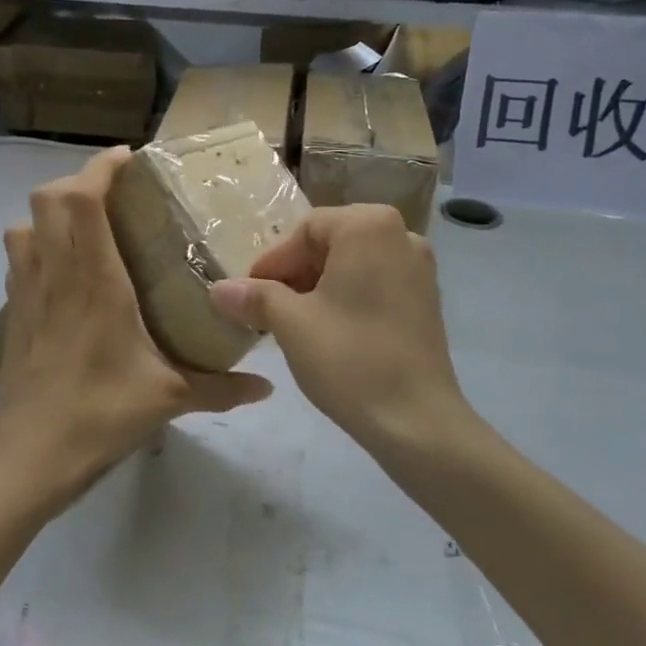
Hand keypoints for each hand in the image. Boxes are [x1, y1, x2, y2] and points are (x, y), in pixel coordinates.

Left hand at [0, 148, 272, 518]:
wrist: (31, 455)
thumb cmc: (101, 414)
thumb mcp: (170, 398)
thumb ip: (222, 388)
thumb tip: (267, 388)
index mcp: (94, 280)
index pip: (82, 199)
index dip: (100, 167)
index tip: (128, 160)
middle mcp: (55, 273)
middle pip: (46, 199)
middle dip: (78, 182)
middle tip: (114, 194)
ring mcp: (27, 292)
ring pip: (23, 224)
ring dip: (51, 212)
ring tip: (86, 226)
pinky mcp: (13, 313)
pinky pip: (18, 258)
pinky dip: (37, 244)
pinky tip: (65, 271)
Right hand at [209, 205, 474, 462]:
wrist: (415, 420)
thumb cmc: (349, 358)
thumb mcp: (290, 323)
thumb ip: (253, 297)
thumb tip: (218, 289)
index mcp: (369, 226)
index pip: (306, 230)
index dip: (273, 262)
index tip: (250, 295)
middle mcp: (402, 235)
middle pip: (331, 243)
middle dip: (295, 274)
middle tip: (268, 309)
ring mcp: (420, 269)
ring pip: (353, 265)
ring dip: (318, 288)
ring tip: (294, 323)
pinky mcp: (428, 300)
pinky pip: (376, 284)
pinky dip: (347, 299)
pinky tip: (329, 332)